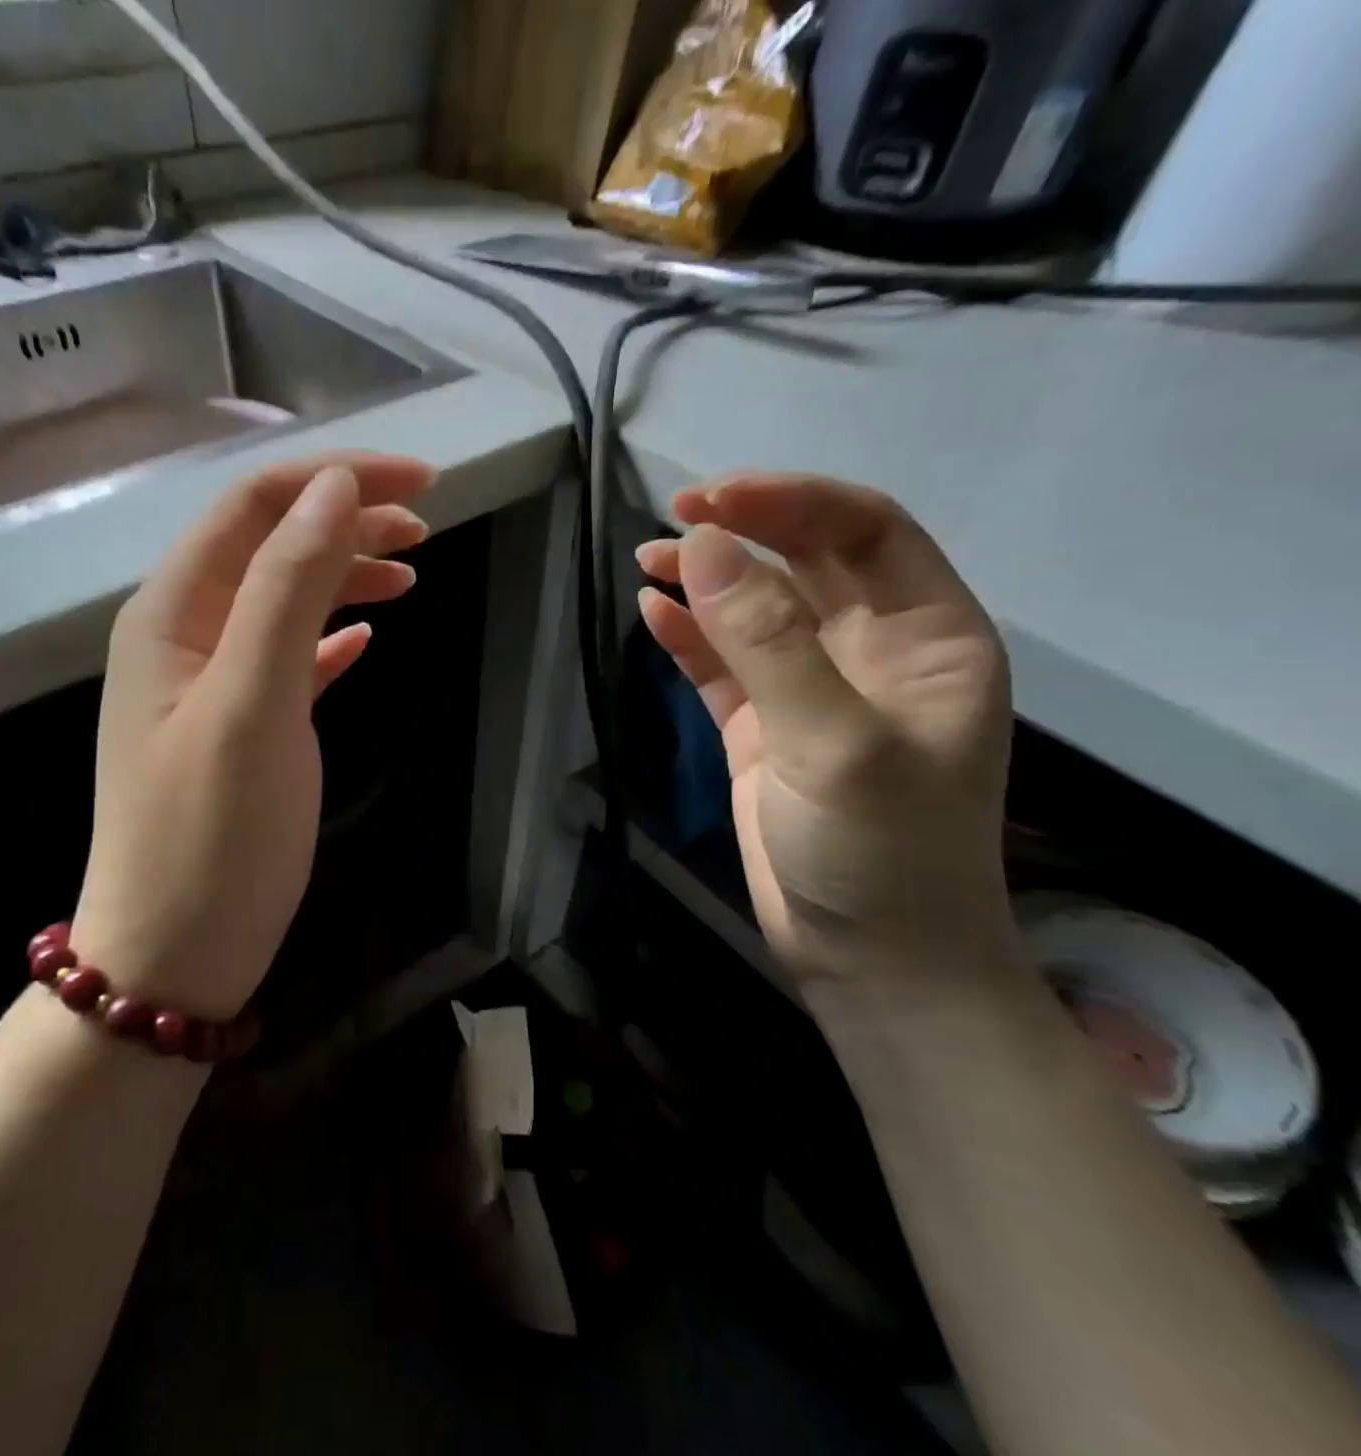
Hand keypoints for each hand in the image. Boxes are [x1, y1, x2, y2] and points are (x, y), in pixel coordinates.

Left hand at [74, 454, 433, 1019]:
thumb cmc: (211, 835)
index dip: (336, 479)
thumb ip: (287, 588)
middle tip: (427, 528)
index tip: (422, 481)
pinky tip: (366, 637)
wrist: (173, 955)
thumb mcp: (252, 702)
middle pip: (269, 546)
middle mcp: (183, 635)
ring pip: (282, 601)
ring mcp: (209, 686)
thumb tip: (336, 490)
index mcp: (172, 612)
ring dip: (343, 574)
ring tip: (411, 574)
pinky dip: (329, 636)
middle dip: (345, 521)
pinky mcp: (239, 731)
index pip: (254, 506)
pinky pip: (287, 659)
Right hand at [636, 473, 1016, 993]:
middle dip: (744, 530)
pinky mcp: (761, 729)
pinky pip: (722, 664)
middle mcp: (872, 651)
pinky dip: (688, 636)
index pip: (864, 532)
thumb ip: (768, 644)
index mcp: (926, 636)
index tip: (712, 500)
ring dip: (707, 580)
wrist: (869, 961)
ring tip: (649, 560)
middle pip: (806, 561)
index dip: (790, 502)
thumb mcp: (834, 744)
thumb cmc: (880, 853)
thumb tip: (703, 549)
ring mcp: (811, 691)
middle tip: (674, 516)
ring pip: (756, 610)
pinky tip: (652, 614)